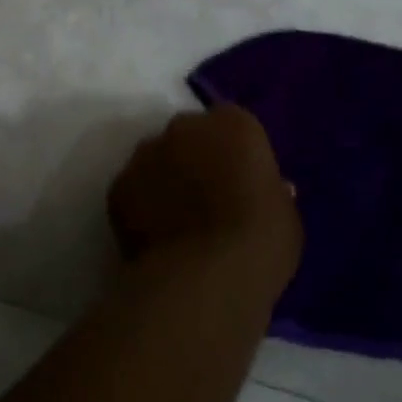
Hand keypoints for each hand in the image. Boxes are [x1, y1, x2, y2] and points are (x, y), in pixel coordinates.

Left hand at [108, 105, 301, 281]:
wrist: (205, 277)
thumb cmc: (261, 241)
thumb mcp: (284, 214)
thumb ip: (270, 190)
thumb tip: (263, 190)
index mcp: (232, 124)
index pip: (232, 125)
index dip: (235, 153)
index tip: (240, 181)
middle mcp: (183, 127)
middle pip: (189, 136)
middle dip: (195, 158)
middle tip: (206, 198)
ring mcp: (145, 154)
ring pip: (155, 160)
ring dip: (164, 179)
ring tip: (177, 221)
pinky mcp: (117, 186)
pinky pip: (133, 190)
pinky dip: (141, 206)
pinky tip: (154, 237)